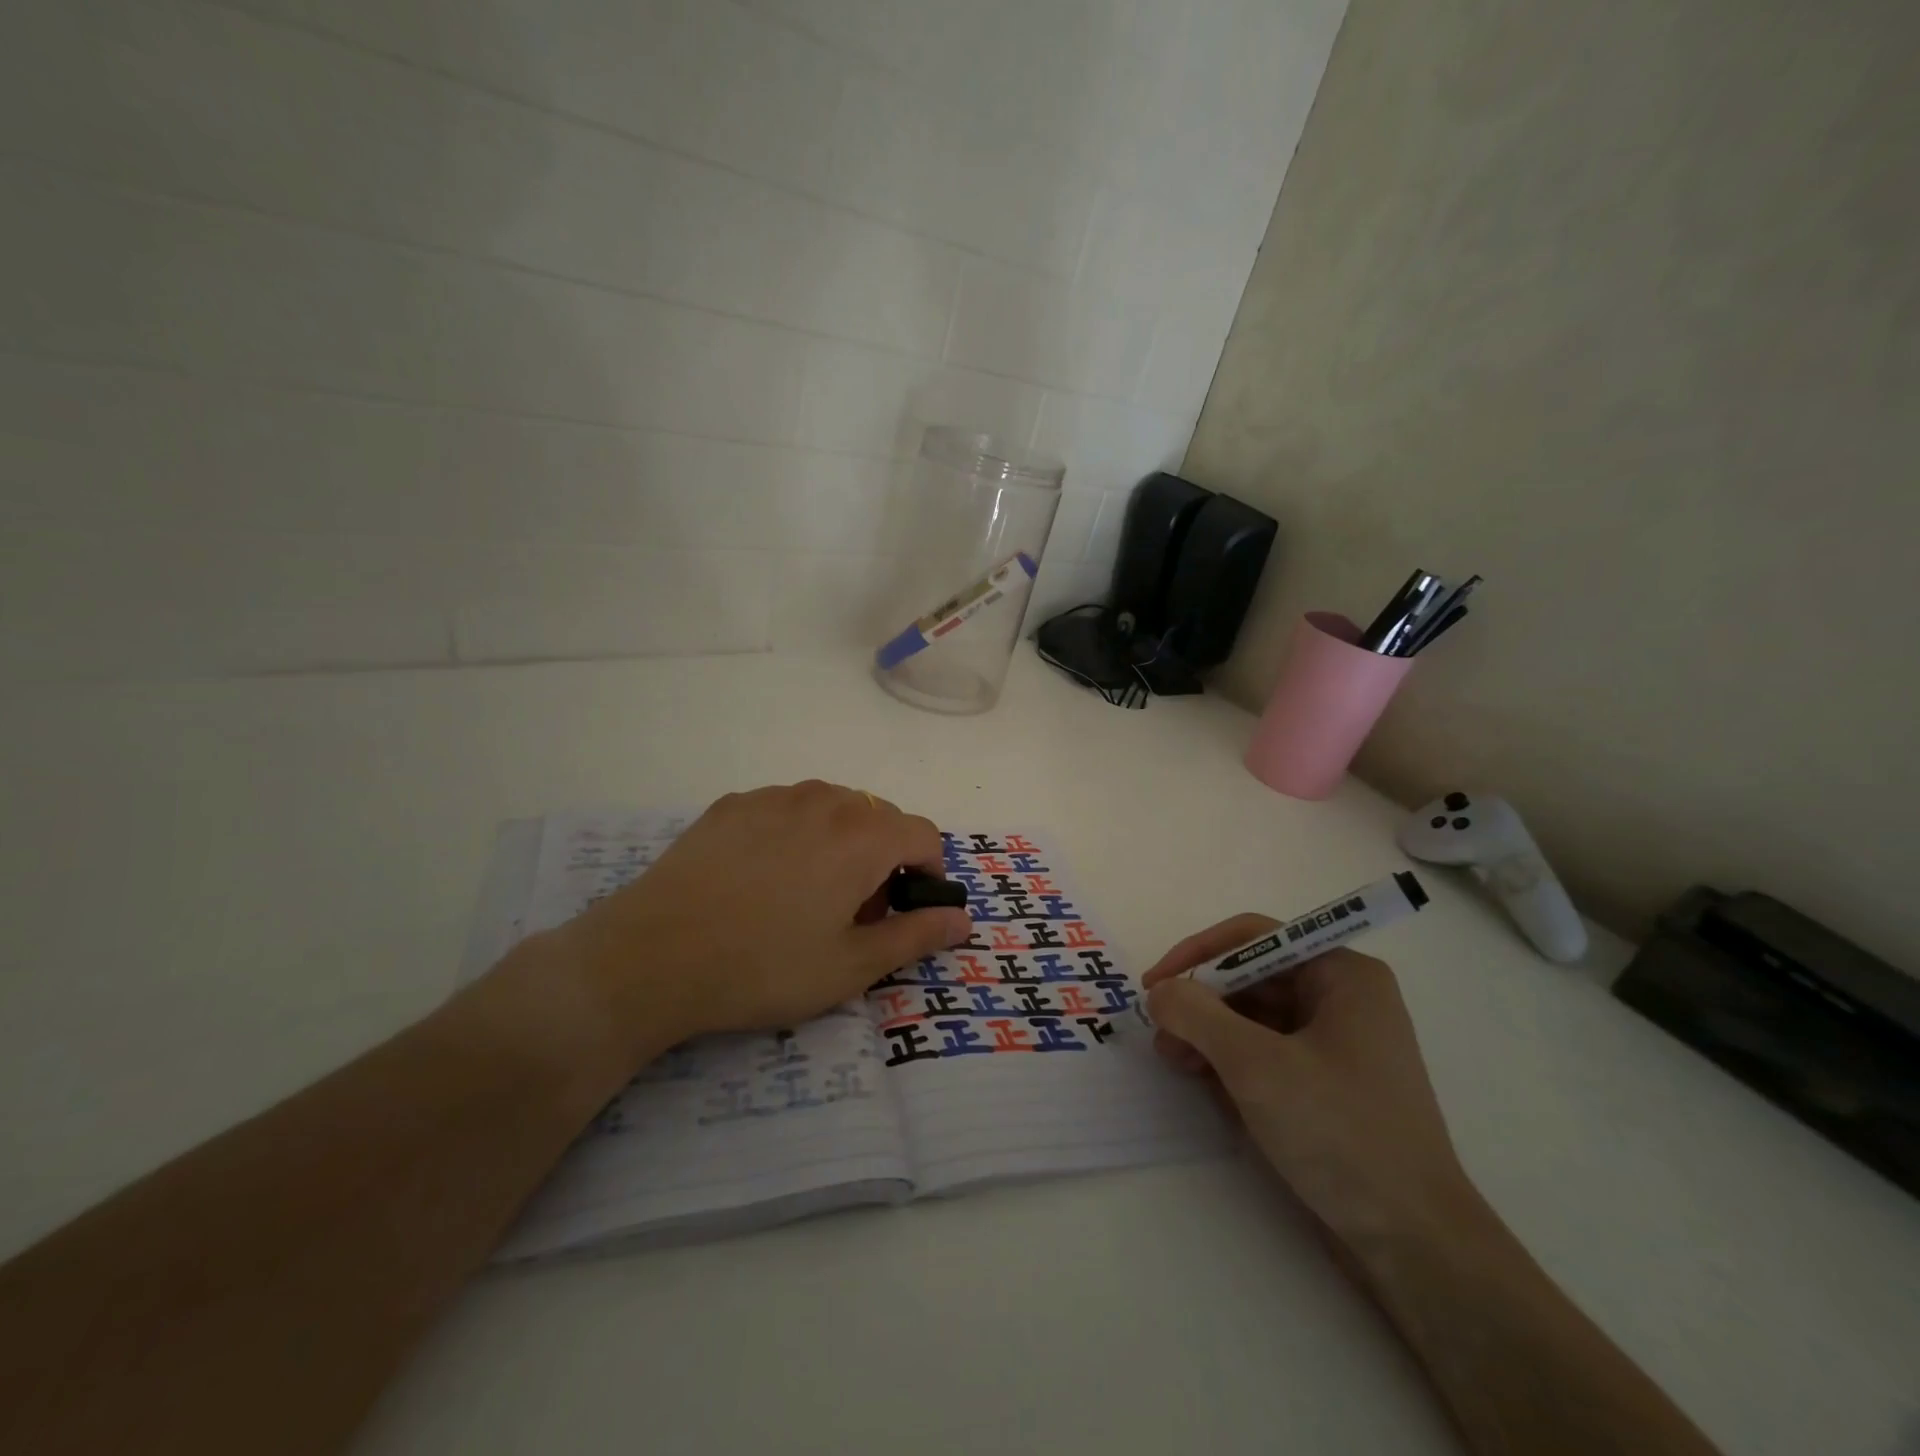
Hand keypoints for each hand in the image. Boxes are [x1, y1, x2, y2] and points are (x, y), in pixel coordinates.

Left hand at [550, 782, 971, 1057]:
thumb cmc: (764, 967)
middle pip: (879, 818)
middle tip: (851, 913)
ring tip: (806, 893)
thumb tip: (963, 918)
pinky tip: (760, 878)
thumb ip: (916, 935)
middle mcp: (825, 800)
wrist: (652, 956)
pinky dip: (795, 833)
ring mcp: (774, 796)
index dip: (926, 872)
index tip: (901, 911)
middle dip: (882, 859)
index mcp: (863, 835)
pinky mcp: (732, 804)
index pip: (923, 834)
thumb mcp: (851, 966)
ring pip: (833, 808)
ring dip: (840, 842)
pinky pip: (786, 808)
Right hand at [1143, 918, 1473, 1244]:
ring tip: (1177, 1064)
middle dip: (1203, 1004)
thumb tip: (1159, 992)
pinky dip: (1234, 1064)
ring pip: (1255, 1019)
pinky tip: (1210, 1089)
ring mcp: (1339, 1045)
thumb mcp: (1256, 1065)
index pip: (1255, 938)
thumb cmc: (1340, 1133)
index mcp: (1343, 975)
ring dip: (1211, 1036)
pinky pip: (1269, 1055)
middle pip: (1252, 979)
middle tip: (1162, 1035)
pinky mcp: (1329, 1086)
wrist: (1415, 1245)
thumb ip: (1197, 1015)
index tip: (1155, 985)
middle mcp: (1344, 1000)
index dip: (1198, 955)